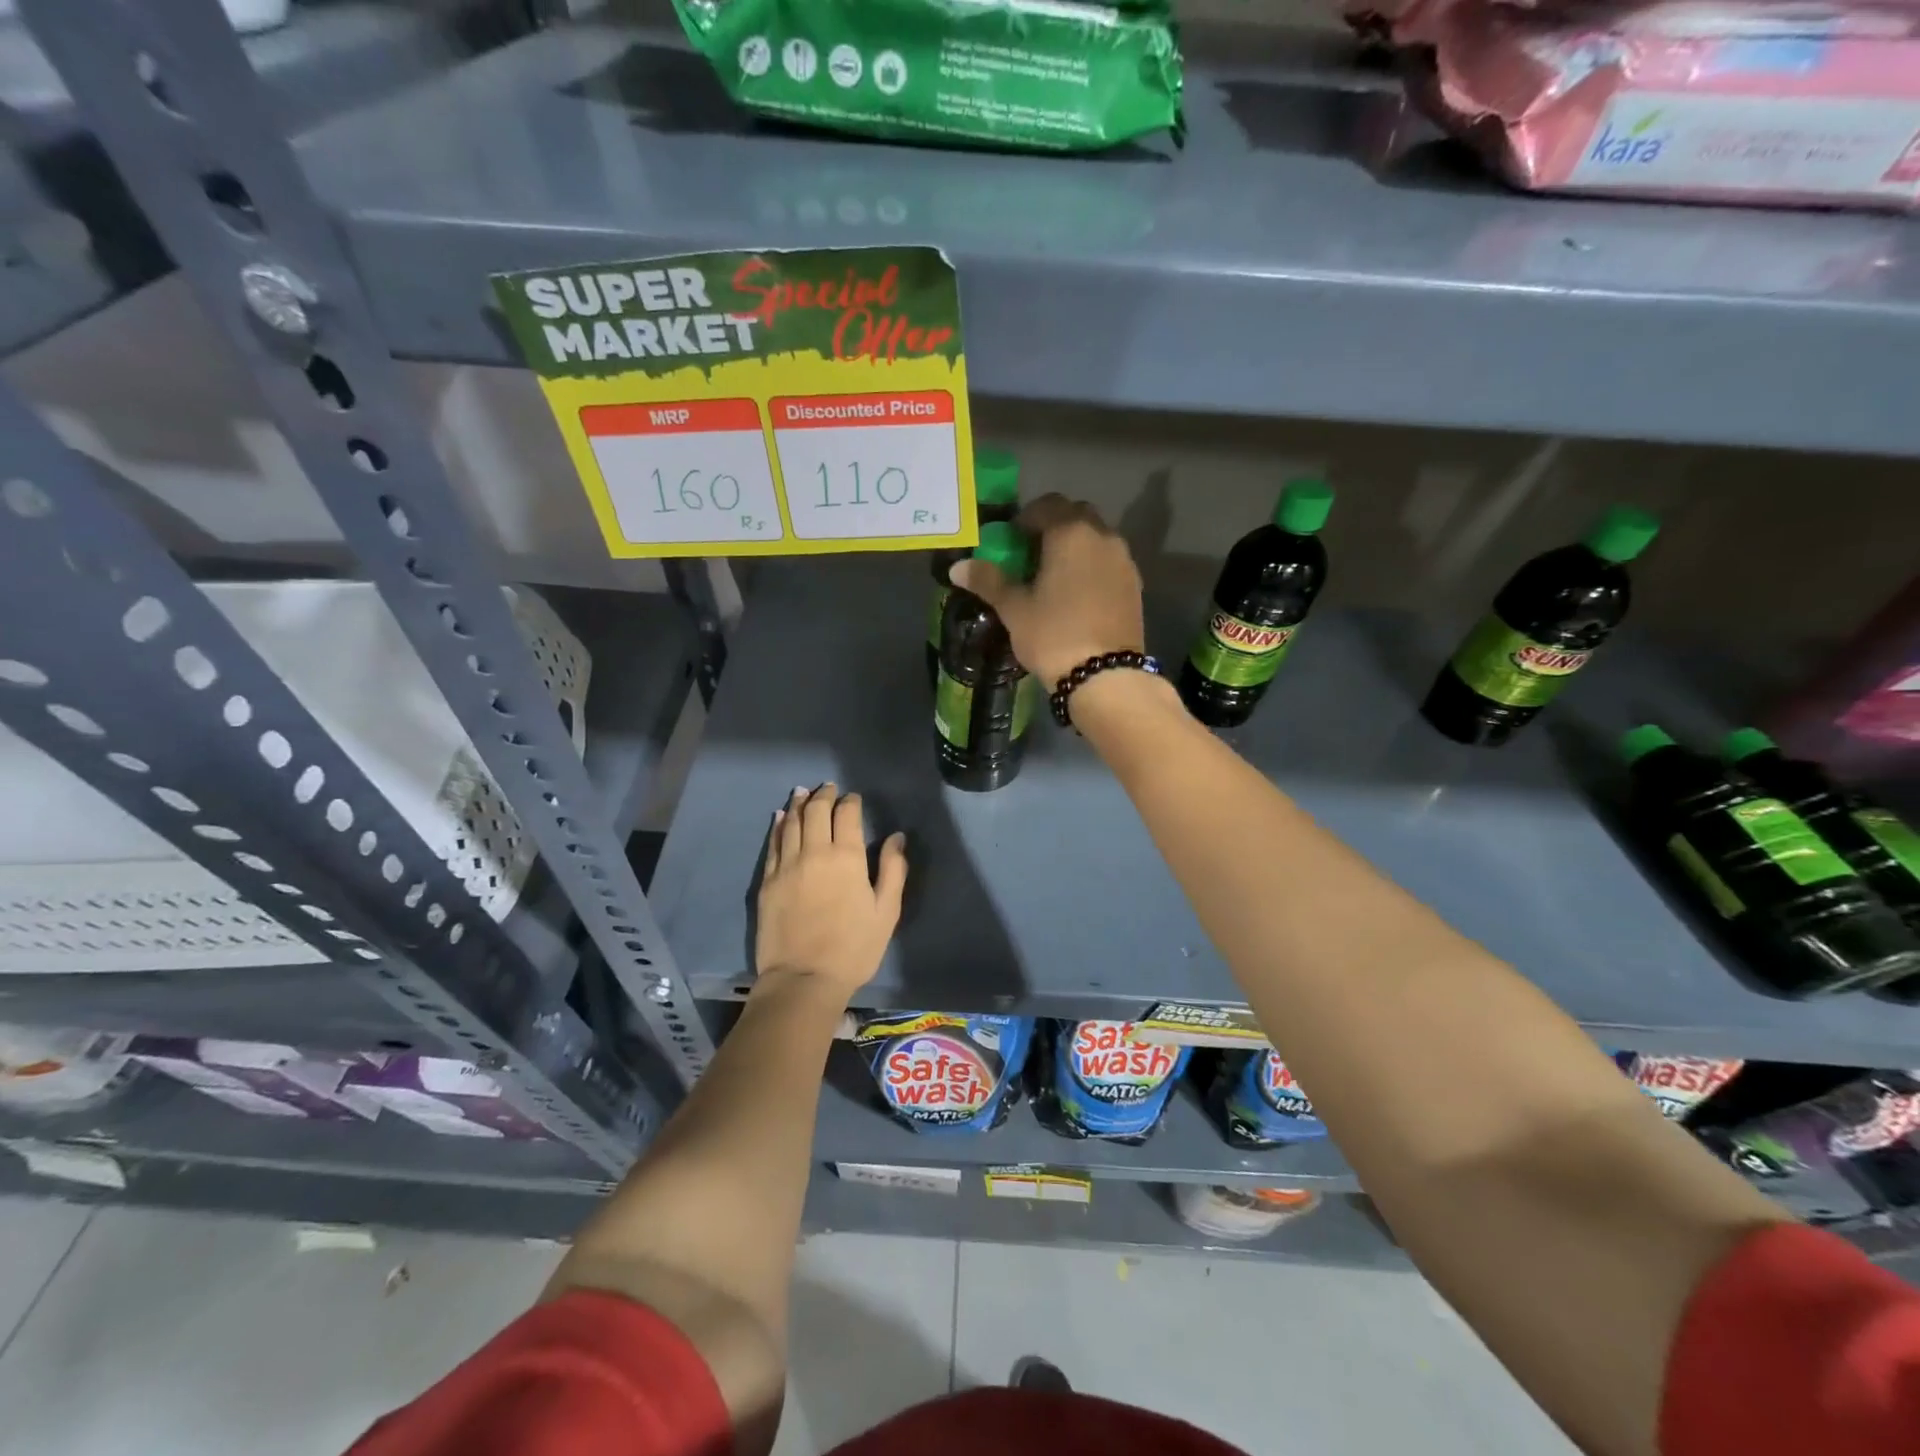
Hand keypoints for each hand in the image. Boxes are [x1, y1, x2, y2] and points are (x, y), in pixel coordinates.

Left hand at [755, 783, 906, 1001]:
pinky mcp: (768, 881)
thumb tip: (896, 837)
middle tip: (827, 788)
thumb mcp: (886, 911)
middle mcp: (814, 852)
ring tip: (802, 792)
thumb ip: (892, 870)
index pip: (846, 814)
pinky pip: (772, 844)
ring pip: (790, 823)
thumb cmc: (853, 948)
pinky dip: (777, 826)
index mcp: (846, 857)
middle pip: (815, 811)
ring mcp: (786, 865)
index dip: (850, 802)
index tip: (853, 798)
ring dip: (797, 804)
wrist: (803, 978)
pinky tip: (779, 817)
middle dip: (823, 796)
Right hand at [948, 494, 1144, 685]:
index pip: (1046, 505)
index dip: (1025, 518)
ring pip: (1096, 538)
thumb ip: (988, 581)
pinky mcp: (1135, 585)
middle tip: (1031, 555)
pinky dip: (1092, 566)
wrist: (1105, 675)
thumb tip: (957, 568)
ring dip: (1075, 546)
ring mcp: (1124, 560)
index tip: (1010, 541)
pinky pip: (1109, 562)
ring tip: (1054, 577)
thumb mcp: (1014, 609)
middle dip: (1053, 527)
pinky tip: (1077, 595)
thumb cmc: (1053, 635)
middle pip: (1076, 515)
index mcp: (1071, 533)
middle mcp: (1103, 536)